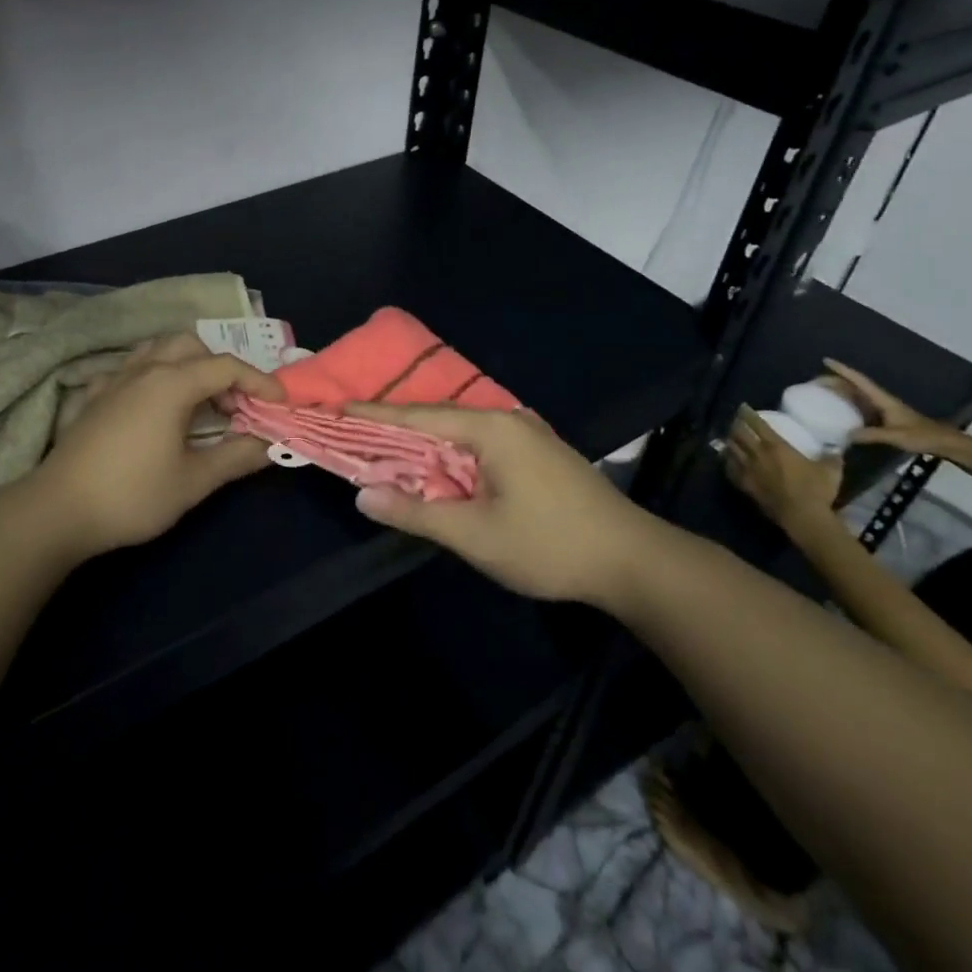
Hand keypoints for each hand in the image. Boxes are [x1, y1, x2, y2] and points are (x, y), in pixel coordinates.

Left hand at [30, 333, 282, 557]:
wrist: (57, 510)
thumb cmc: (131, 495)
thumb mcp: (193, 482)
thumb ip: (236, 457)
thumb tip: (269, 444)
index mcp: (171, 383)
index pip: (226, 367)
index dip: (259, 382)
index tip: (279, 404)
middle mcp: (144, 370)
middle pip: (191, 346)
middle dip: (219, 368)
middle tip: (231, 406)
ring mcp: (114, 380)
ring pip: (157, 350)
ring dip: (185, 364)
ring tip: (196, 401)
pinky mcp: (93, 397)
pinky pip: (129, 369)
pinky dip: (151, 376)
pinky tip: (151, 407)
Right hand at [342, 404, 658, 607]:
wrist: (634, 561)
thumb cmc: (549, 545)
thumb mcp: (475, 535)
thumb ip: (416, 512)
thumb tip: (363, 495)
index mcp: (489, 428)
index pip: (417, 416)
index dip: (374, 416)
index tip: (336, 409)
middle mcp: (506, 419)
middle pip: (437, 420)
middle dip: (394, 429)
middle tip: (352, 434)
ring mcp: (526, 434)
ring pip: (459, 432)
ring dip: (423, 444)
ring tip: (384, 450)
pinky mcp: (538, 453)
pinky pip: (479, 444)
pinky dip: (449, 454)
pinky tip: (436, 468)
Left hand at [724, 404, 843, 537]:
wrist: (802, 516)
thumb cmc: (816, 490)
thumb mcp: (830, 470)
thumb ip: (831, 457)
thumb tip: (836, 448)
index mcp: (776, 446)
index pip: (757, 424)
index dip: (748, 414)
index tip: (742, 407)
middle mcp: (757, 454)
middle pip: (739, 434)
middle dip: (735, 425)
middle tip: (735, 421)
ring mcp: (747, 469)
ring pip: (731, 449)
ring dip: (729, 441)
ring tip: (729, 438)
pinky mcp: (743, 484)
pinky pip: (730, 469)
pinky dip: (727, 461)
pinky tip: (728, 460)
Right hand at [823, 359, 950, 454]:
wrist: (944, 443)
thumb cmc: (922, 435)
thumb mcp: (896, 436)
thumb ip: (871, 435)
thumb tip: (845, 435)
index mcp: (882, 399)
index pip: (860, 381)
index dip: (843, 370)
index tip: (826, 361)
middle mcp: (880, 400)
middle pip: (855, 385)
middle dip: (836, 380)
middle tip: (815, 380)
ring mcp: (882, 409)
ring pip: (857, 395)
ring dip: (840, 391)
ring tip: (822, 392)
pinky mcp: (883, 418)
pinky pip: (860, 406)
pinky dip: (847, 404)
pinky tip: (838, 411)